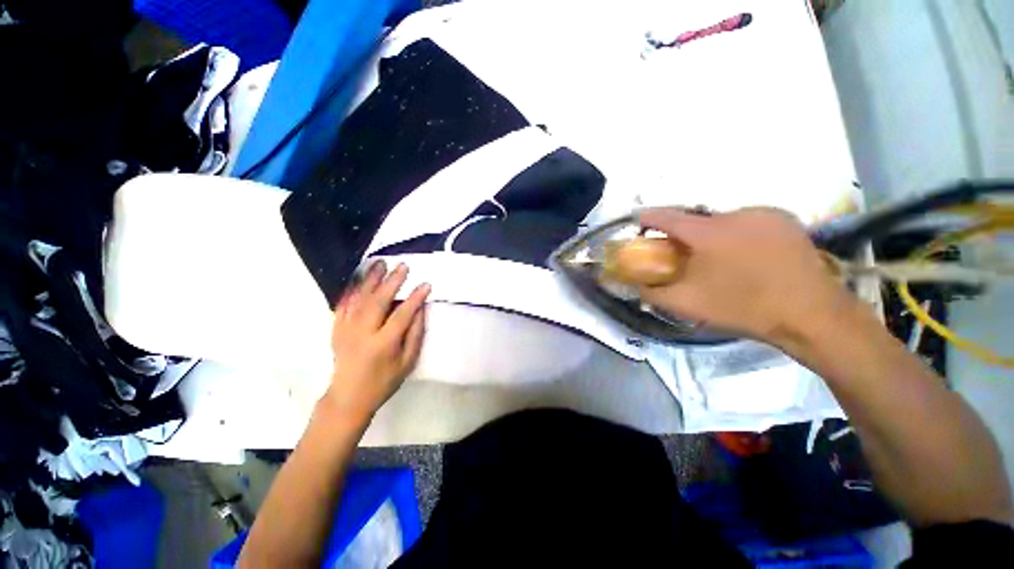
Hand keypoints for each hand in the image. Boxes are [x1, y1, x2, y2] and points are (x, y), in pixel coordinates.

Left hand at [324, 260, 429, 417]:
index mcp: (383, 344)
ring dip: (370, 279)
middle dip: (392, 281)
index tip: (426, 284)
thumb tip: (420, 310)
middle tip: (403, 266)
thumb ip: (415, 335)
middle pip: (378, 301)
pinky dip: (352, 290)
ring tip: (380, 263)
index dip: (415, 298)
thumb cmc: (384, 382)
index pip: (402, 314)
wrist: (348, 397)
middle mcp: (363, 333)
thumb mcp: (407, 362)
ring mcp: (346, 330)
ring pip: (359, 298)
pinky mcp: (336, 329)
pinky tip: (359, 279)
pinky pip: (343, 305)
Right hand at [637, 207, 856, 347]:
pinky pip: (747, 222)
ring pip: (722, 221)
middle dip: (683, 235)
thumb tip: (634, 285)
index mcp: (708, 232)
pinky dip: (737, 234)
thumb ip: (653, 292)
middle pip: (696, 220)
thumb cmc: (742, 307)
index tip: (638, 221)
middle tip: (682, 255)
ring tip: (718, 260)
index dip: (648, 218)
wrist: (810, 315)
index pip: (667, 217)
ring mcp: (764, 214)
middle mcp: (735, 214)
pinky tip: (746, 256)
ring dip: (711, 236)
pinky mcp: (785, 219)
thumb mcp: (687, 304)